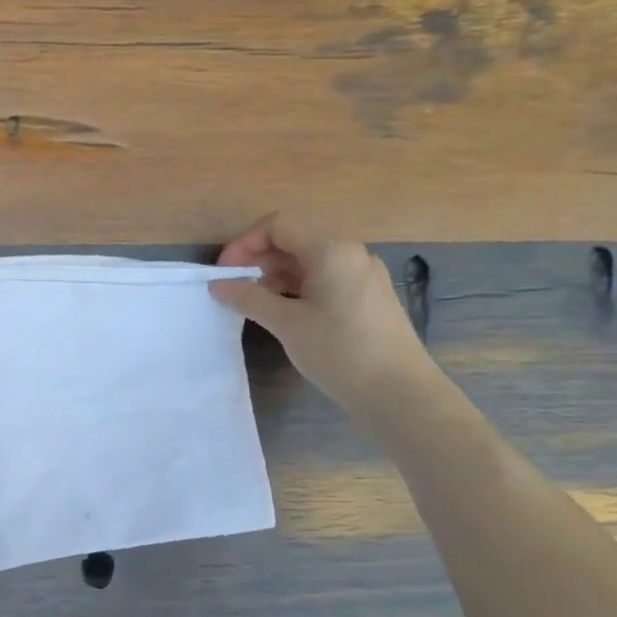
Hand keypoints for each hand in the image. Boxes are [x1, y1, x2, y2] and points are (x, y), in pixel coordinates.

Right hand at [211, 212, 434, 412]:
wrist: (399, 392)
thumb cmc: (340, 351)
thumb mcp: (287, 324)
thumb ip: (249, 298)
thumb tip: (218, 285)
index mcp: (331, 250)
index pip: (279, 224)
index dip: (245, 242)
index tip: (224, 272)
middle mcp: (349, 253)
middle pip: (294, 237)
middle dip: (258, 256)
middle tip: (232, 284)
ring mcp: (361, 274)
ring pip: (308, 258)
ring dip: (274, 271)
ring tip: (250, 299)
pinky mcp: (365, 295)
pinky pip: (322, 276)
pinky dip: (295, 284)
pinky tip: (280, 309)